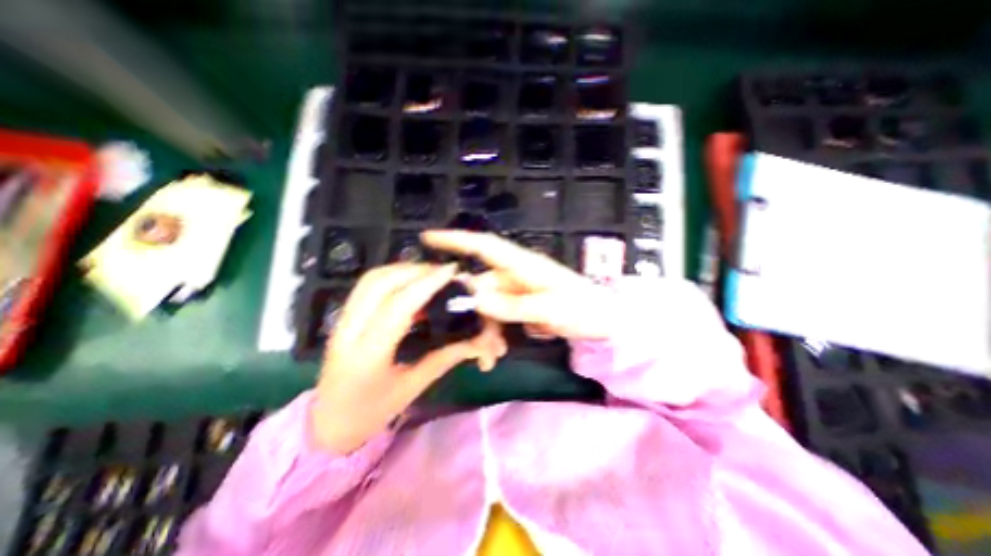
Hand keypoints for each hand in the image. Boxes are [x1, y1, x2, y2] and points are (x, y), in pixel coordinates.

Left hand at [313, 262, 506, 453]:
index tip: (451, 272)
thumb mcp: (411, 389)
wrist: (327, 424)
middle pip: (380, 283)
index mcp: (367, 356)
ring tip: (430, 275)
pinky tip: (411, 283)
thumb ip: (443, 359)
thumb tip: (475, 340)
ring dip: (403, 270)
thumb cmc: (370, 413)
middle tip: (444, 272)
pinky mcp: (343, 317)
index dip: (426, 285)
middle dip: (416, 270)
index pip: (398, 307)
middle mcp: (348, 332)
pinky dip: (392, 276)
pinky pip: (368, 285)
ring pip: (371, 279)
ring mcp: (341, 321)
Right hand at [422, 227, 615, 339]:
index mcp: (522, 265)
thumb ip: (512, 305)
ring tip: (489, 356)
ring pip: (486, 306)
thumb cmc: (584, 308)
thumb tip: (475, 298)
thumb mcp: (549, 308)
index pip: (484, 246)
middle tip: (468, 340)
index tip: (428, 238)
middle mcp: (514, 274)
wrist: (605, 322)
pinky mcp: (519, 305)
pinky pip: (496, 316)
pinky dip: (492, 333)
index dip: (456, 239)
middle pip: (480, 286)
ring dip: (483, 330)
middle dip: (470, 312)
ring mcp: (515, 291)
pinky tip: (496, 353)